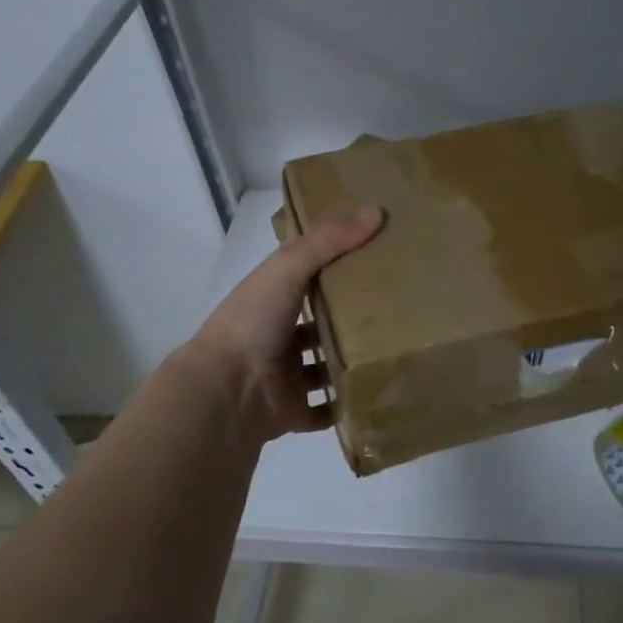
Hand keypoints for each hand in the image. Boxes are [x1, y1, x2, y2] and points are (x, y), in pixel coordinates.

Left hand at [184, 207, 384, 443]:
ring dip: (349, 363)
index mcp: (271, 300)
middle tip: (396, 311)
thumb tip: (377, 211)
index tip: (374, 259)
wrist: (227, 390)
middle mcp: (277, 336)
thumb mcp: (288, 267)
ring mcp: (285, 377)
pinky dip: (344, 406)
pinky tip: (377, 394)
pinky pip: (325, 410)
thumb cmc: (253, 322)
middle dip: (348, 320)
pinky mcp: (294, 412)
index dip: (335, 267)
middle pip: (317, 325)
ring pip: (323, 368)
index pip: (305, 278)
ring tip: (394, 353)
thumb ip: (329, 241)